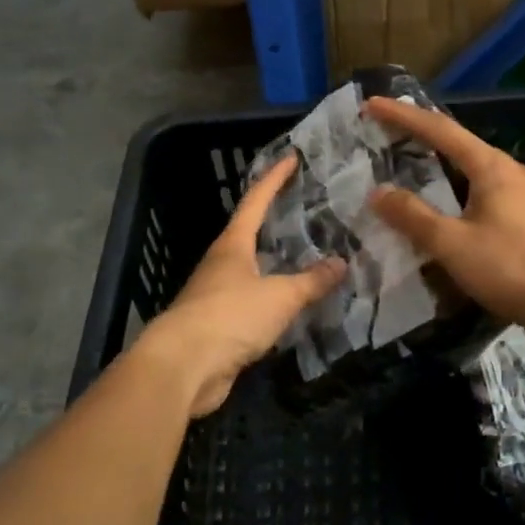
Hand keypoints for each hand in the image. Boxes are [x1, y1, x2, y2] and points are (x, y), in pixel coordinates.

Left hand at [135, 154, 345, 417]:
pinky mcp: (219, 325)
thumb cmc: (230, 316)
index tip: (291, 158)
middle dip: (277, 221)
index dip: (274, 179)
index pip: (256, 201)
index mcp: (233, 245)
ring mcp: (217, 295)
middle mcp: (222, 263)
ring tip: (309, 257)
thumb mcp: (279, 296)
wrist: (183, 367)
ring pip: (253, 270)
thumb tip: (341, 263)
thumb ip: (311, 281)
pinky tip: (293, 305)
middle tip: (309, 210)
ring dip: (277, 263)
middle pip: (251, 233)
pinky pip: (253, 303)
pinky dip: (273, 299)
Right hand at [364, 96, 524, 350]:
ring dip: (448, 173)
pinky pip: (496, 197)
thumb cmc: (512, 268)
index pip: (440, 130)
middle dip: (426, 142)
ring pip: (481, 175)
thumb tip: (378, 193)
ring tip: (421, 181)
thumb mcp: (452, 244)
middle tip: (392, 142)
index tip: (373, 105)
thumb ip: (413, 217)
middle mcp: (516, 171)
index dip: (403, 116)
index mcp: (493, 167)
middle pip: (463, 148)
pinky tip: (460, 217)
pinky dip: (468, 197)